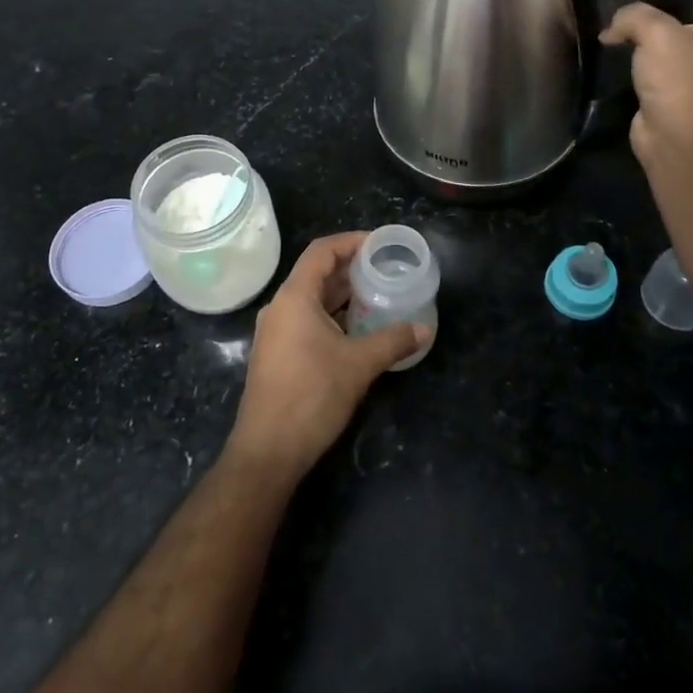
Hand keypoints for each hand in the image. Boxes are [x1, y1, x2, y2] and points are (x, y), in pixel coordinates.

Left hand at [228, 232, 428, 477]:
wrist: (268, 450)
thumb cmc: (312, 396)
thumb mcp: (359, 365)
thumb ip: (393, 340)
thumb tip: (424, 329)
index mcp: (294, 297)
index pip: (322, 251)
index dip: (351, 241)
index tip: (380, 244)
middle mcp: (280, 307)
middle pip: (316, 274)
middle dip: (351, 269)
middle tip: (385, 269)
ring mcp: (275, 332)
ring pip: (312, 300)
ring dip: (342, 295)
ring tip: (377, 295)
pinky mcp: (277, 354)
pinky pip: (306, 320)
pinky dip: (332, 316)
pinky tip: (357, 329)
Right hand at [600, 0, 692, 170]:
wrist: (675, 134)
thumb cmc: (676, 76)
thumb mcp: (655, 30)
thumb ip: (633, 15)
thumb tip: (613, 29)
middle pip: (675, 19)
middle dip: (647, 14)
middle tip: (616, 10)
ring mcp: (688, 74)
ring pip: (659, 46)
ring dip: (636, 41)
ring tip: (610, 33)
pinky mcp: (668, 94)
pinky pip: (648, 70)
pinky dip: (631, 65)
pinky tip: (612, 60)